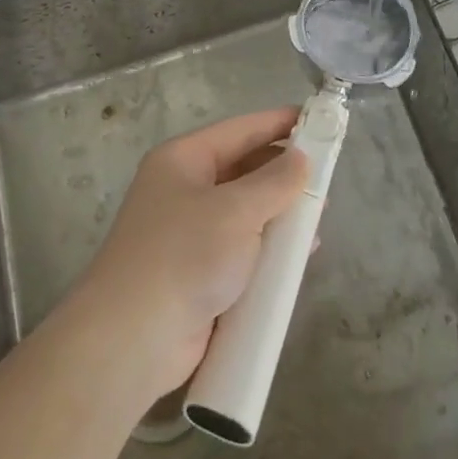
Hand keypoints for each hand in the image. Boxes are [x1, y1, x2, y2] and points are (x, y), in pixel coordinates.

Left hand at [74, 108, 308, 401]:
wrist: (132, 339)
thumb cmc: (184, 256)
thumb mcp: (236, 210)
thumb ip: (275, 182)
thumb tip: (301, 158)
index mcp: (182, 160)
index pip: (239, 130)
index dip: (278, 123)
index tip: (318, 119)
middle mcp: (183, 190)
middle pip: (243, 171)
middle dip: (283, 175)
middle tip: (325, 179)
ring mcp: (189, 234)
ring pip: (245, 213)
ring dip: (279, 216)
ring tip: (317, 221)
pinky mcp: (198, 273)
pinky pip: (242, 250)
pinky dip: (268, 251)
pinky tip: (297, 259)